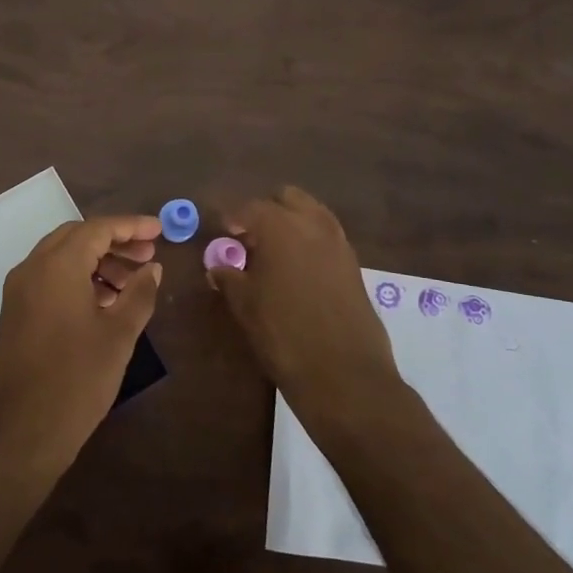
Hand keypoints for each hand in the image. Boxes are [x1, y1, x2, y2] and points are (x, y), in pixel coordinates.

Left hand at [0, 215, 163, 473]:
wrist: (21, 433)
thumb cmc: (76, 380)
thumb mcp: (119, 336)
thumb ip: (139, 294)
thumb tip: (153, 268)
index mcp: (57, 266)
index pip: (97, 229)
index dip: (131, 226)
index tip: (160, 230)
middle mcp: (32, 268)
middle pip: (77, 238)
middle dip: (114, 242)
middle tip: (148, 255)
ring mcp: (19, 291)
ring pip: (61, 257)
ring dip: (97, 261)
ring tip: (132, 282)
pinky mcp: (15, 312)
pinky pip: (49, 278)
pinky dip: (78, 278)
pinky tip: (104, 301)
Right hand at [208, 186, 402, 429]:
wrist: (344, 374)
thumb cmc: (283, 334)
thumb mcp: (245, 305)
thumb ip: (229, 278)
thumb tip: (218, 266)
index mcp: (281, 226)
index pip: (250, 208)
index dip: (233, 218)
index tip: (222, 232)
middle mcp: (313, 224)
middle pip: (287, 198)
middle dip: (267, 211)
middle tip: (249, 238)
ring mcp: (339, 243)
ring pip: (312, 213)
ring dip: (292, 223)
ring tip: (274, 254)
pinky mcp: (354, 265)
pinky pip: (328, 237)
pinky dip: (310, 242)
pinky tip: (298, 270)